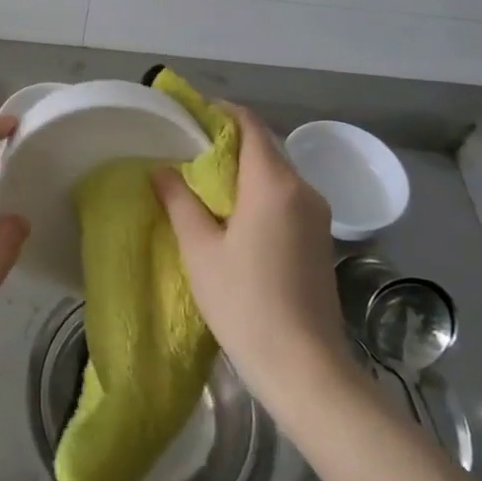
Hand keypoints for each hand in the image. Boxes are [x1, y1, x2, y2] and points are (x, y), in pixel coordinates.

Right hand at [153, 104, 345, 404]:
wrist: (306, 368)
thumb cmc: (245, 302)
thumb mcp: (200, 250)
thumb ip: (179, 201)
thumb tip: (161, 169)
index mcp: (274, 183)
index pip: (249, 125)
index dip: (219, 112)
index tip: (188, 114)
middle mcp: (303, 189)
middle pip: (264, 147)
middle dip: (227, 141)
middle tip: (185, 148)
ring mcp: (317, 215)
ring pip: (276, 173)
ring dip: (242, 168)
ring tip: (202, 180)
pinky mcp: (320, 239)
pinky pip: (285, 197)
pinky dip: (258, 191)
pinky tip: (232, 213)